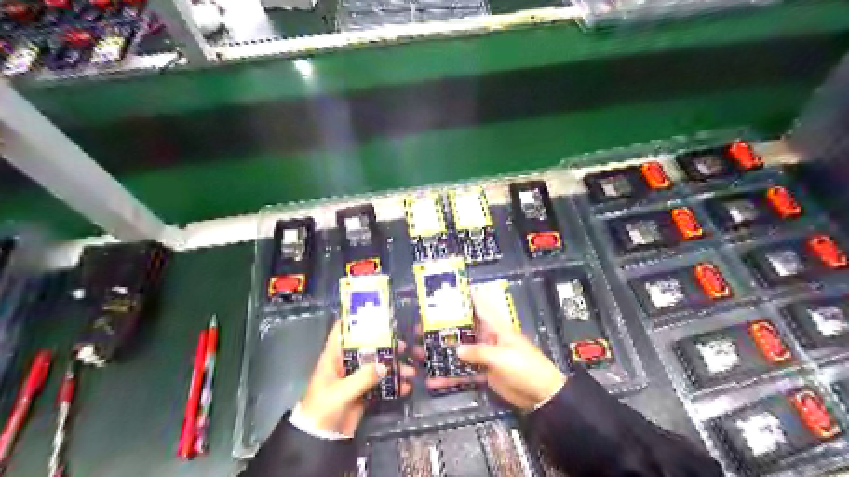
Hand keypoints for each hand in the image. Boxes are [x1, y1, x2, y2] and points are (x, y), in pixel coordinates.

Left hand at [300, 320, 416, 435]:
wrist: (319, 440)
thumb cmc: (322, 410)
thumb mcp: (341, 392)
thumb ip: (362, 378)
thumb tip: (385, 366)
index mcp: (332, 358)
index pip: (341, 333)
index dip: (354, 321)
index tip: (374, 313)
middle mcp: (344, 364)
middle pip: (366, 348)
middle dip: (385, 345)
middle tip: (404, 345)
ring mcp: (354, 379)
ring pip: (376, 366)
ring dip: (393, 367)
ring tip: (410, 370)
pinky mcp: (362, 393)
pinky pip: (380, 384)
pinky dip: (392, 385)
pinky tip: (405, 387)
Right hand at [424, 289, 561, 411]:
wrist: (541, 395)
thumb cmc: (525, 367)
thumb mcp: (502, 356)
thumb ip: (478, 352)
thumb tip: (456, 350)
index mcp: (496, 327)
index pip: (479, 306)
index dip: (464, 297)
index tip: (444, 292)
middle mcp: (488, 338)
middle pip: (463, 329)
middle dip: (443, 329)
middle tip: (420, 329)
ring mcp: (485, 355)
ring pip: (460, 351)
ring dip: (442, 353)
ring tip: (420, 354)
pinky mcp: (484, 372)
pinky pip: (464, 372)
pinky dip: (451, 376)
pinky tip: (435, 380)